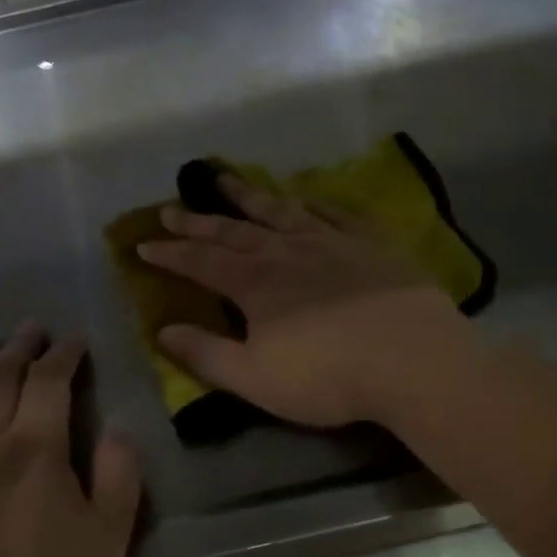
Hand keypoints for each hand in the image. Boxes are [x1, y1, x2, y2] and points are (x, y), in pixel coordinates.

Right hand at [138, 175, 469, 427]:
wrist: (413, 360)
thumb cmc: (327, 376)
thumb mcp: (254, 377)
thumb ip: (205, 354)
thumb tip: (162, 331)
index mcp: (256, 284)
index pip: (201, 263)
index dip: (170, 254)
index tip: (143, 244)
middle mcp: (287, 253)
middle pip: (234, 231)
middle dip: (199, 221)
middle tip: (172, 207)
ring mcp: (332, 243)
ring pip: (280, 211)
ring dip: (249, 196)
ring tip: (226, 179)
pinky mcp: (371, 246)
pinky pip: (335, 214)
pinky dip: (313, 203)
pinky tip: (305, 197)